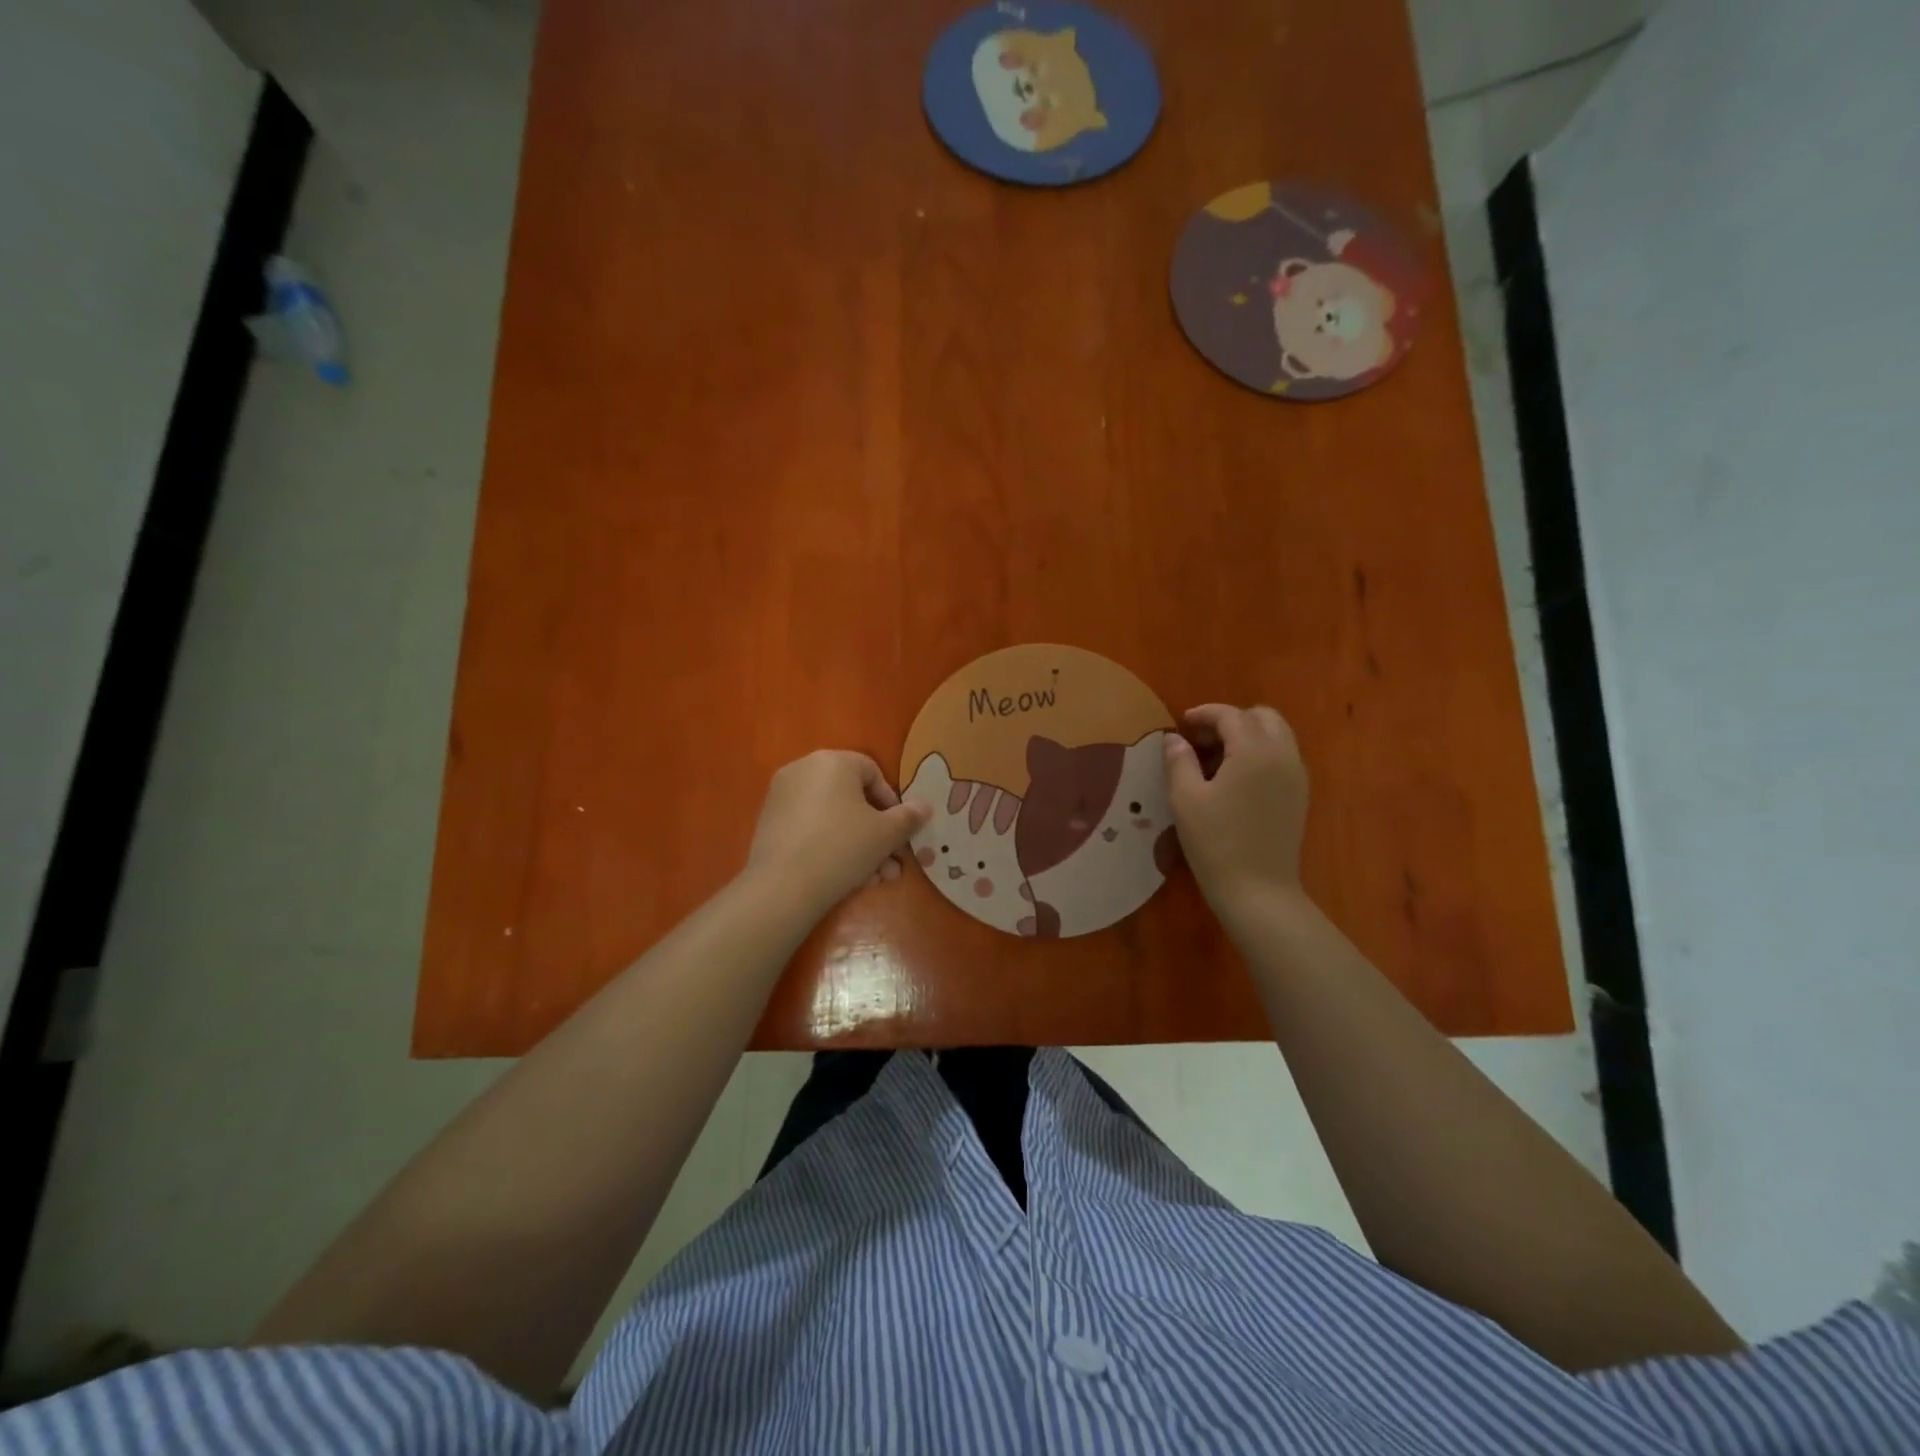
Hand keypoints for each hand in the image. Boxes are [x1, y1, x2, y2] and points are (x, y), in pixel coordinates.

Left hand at [745, 751, 931, 912]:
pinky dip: (831, 847)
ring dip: (859, 846)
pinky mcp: (769, 824)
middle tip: (892, 863)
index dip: (892, 803)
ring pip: (833, 818)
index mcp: (832, 761)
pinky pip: (811, 829)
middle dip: (877, 833)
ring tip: (874, 880)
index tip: (900, 832)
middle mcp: (803, 770)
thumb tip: (925, 807)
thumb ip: (908, 817)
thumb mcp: (885, 834)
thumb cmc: (842, 847)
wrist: (783, 887)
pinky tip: (847, 879)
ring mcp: (782, 797)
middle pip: (852, 799)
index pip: (872, 772)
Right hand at [1163, 704, 1309, 917]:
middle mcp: (1283, 755)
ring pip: (1277, 735)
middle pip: (1263, 717)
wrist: (1258, 891)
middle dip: (1231, 720)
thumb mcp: (1185, 799)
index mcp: (1255, 751)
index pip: (1230, 715)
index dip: (1204, 714)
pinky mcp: (1300, 795)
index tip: (1181, 724)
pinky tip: (1236, 779)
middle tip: (1202, 741)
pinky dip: (1260, 753)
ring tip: (1216, 759)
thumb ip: (1179, 760)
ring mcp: (1296, 776)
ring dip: (1247, 736)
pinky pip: (1282, 757)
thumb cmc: (1216, 842)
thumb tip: (1174, 739)